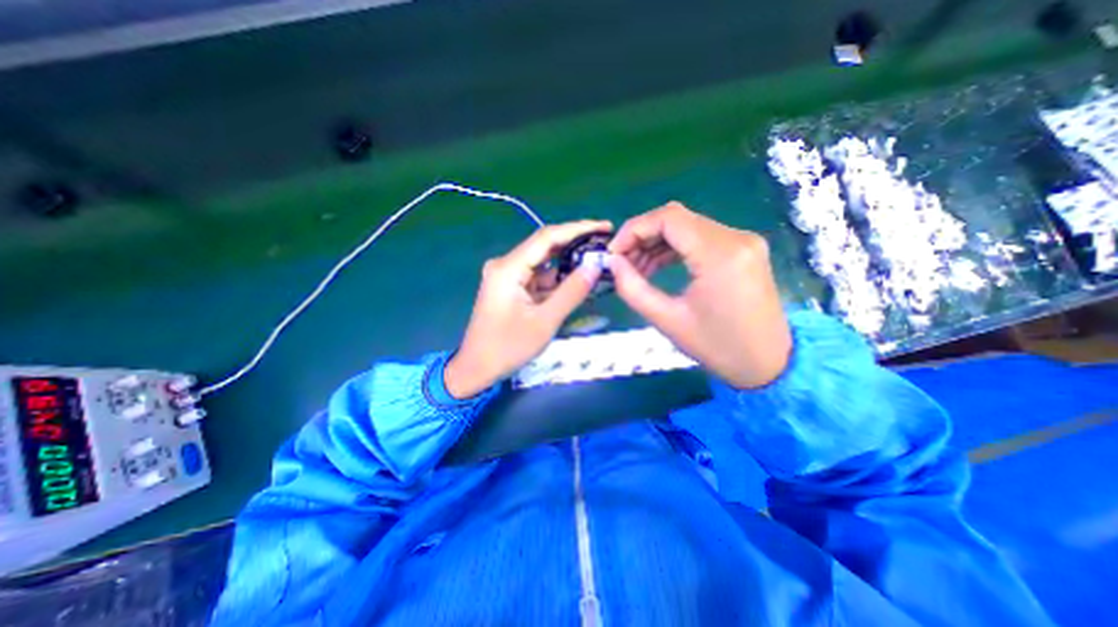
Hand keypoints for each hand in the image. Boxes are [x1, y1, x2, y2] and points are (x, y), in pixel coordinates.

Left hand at [446, 220, 610, 397]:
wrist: (477, 369)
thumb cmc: (507, 348)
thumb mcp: (544, 322)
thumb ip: (571, 292)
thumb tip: (596, 266)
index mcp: (508, 268)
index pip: (547, 237)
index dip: (578, 229)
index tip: (605, 227)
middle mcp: (506, 265)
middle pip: (545, 246)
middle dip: (576, 244)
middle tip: (605, 243)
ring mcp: (507, 276)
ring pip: (544, 263)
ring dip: (568, 263)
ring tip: (597, 261)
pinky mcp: (511, 288)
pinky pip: (538, 277)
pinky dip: (557, 279)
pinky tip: (577, 280)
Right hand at [608, 200, 788, 387]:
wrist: (769, 363)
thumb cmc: (718, 347)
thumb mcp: (668, 320)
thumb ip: (633, 288)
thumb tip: (612, 263)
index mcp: (720, 254)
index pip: (668, 218)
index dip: (634, 229)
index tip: (614, 252)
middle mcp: (736, 238)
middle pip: (676, 219)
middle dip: (642, 236)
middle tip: (622, 262)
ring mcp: (742, 241)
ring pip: (687, 227)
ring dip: (656, 243)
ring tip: (636, 269)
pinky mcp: (743, 249)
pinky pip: (700, 238)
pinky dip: (674, 248)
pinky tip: (657, 266)